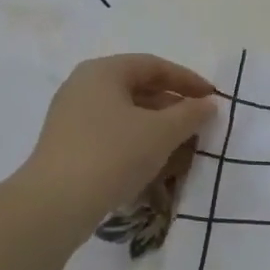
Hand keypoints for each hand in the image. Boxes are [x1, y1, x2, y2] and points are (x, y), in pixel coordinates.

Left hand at [15, 54, 217, 231]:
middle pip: (138, 87)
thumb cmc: (114, 153)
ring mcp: (72, 117)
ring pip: (126, 113)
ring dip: (158, 125)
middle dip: (173, 104)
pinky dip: (138, 140)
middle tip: (200, 121)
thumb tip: (208, 104)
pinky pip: (112, 133)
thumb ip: (191, 113)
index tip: (212, 97)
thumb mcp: (163, 131)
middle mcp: (83, 87)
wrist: (57, 203)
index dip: (188, 80)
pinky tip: (156, 161)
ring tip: (183, 143)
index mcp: (103, 72)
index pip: (154, 66)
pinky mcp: (69, 145)